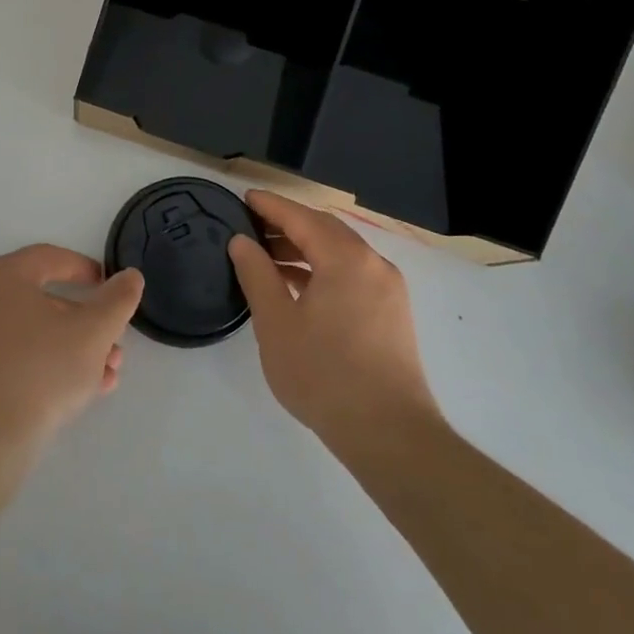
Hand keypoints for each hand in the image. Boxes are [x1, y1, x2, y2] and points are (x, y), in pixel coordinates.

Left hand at [0, 246, 144, 466]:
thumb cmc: (41, 371)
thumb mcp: (93, 333)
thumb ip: (117, 299)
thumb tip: (130, 276)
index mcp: (4, 276)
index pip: (52, 258)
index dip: (87, 270)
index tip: (112, 287)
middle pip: (46, 298)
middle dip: (89, 322)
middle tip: (115, 342)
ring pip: (37, 331)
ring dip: (76, 347)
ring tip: (108, 373)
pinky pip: (20, 354)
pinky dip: (52, 363)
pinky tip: (85, 390)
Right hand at [229, 191, 440, 448]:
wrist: (390, 436)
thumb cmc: (325, 375)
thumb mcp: (277, 323)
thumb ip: (257, 274)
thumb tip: (242, 241)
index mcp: (346, 259)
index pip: (301, 217)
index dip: (270, 205)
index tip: (244, 198)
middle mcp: (373, 264)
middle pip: (325, 229)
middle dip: (287, 223)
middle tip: (251, 226)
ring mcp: (388, 289)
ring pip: (340, 252)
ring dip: (304, 248)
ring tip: (267, 258)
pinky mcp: (392, 314)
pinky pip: (352, 274)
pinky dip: (323, 270)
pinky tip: (297, 287)